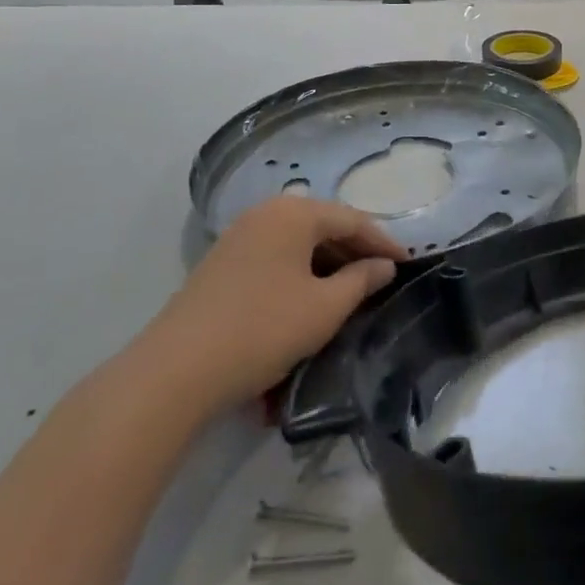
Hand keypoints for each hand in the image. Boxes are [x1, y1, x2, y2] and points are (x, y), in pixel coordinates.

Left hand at [133, 197, 402, 421]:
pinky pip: (276, 256)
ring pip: (299, 241)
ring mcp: (239, 236)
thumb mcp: (325, 308)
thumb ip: (361, 280)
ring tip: (352, 289)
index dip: (384, 243)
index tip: (409, 264)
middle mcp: (266, 213)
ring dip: (328, 262)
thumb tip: (383, 266)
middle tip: (383, 276)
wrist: (175, 372)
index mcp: (294, 213)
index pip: (353, 220)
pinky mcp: (222, 263)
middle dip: (356, 250)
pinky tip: (311, 295)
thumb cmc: (264, 329)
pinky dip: (301, 270)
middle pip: (324, 225)